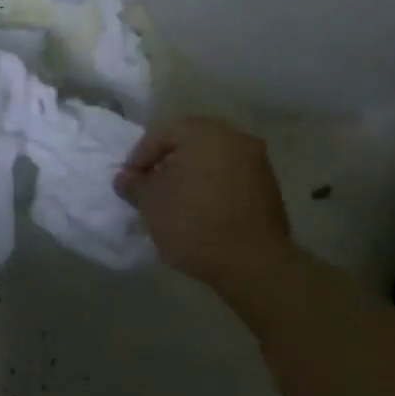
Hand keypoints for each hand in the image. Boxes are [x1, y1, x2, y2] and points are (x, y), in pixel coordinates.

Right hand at [115, 118, 293, 291]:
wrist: (253, 263)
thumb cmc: (194, 223)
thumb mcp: (152, 204)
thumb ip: (135, 184)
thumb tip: (125, 177)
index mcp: (205, 132)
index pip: (164, 132)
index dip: (141, 155)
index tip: (131, 180)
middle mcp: (234, 137)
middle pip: (191, 142)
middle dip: (168, 162)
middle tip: (151, 186)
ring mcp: (257, 161)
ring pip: (213, 159)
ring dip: (192, 174)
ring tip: (176, 201)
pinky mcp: (269, 187)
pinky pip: (232, 177)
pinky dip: (213, 187)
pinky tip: (202, 211)